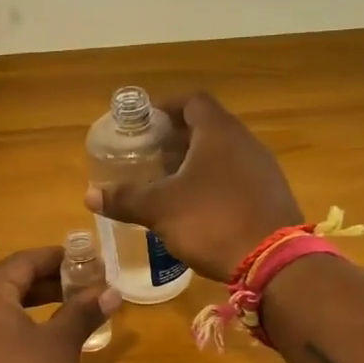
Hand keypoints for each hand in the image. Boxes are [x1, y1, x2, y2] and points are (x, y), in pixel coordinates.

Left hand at [0, 247, 120, 362]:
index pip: (20, 263)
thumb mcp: (61, 348)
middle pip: (4, 286)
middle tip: (78, 286)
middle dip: (43, 284)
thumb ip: (83, 313)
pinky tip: (33, 347)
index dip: (53, 258)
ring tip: (62, 314)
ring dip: (27, 308)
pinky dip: (10, 332)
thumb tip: (111, 291)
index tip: (81, 259)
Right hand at [85, 93, 301, 281]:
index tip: (144, 121)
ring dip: (195, 162)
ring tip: (167, 181)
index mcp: (218, 132)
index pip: (192, 101)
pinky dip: (213, 182)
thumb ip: (125, 198)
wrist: (273, 262)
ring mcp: (262, 168)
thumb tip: (90, 194)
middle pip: (207, 127)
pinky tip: (197, 206)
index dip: (166, 106)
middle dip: (176, 138)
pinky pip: (236, 177)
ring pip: (222, 154)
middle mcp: (245, 142)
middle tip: (149, 154)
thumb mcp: (160, 210)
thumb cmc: (212, 221)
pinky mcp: (270, 195)